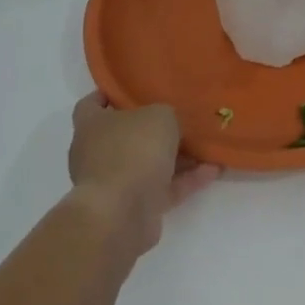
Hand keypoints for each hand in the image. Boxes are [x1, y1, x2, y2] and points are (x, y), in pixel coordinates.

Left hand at [67, 94, 220, 256]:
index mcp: (91, 125)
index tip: (130, 91)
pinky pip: (163, 188)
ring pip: (148, 164)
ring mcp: (114, 183)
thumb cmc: (133, 150)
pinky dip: (186, 180)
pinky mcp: (134, 208)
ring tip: (206, 146)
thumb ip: (166, 115)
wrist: (121, 214)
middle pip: (126, 135)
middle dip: (152, 129)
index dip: (108, 95)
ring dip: (177, 157)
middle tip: (180, 118)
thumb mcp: (160, 116)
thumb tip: (169, 124)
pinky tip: (213, 170)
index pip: (91, 104)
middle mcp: (97, 153)